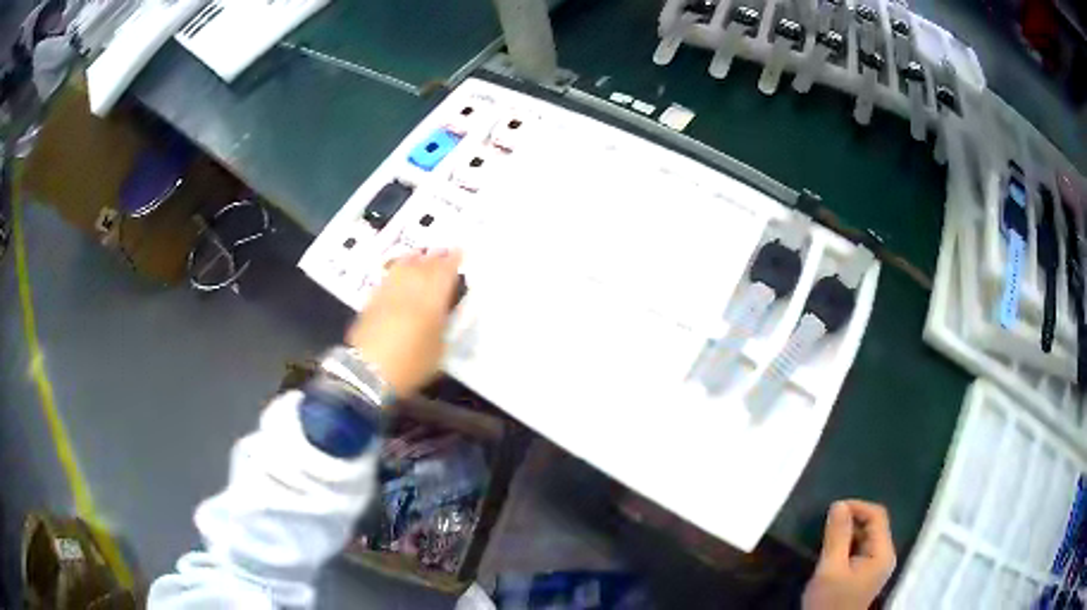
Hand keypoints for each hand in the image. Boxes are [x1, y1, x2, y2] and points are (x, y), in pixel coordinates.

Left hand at [346, 249, 462, 399]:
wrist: (369, 372)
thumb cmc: (411, 365)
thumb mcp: (440, 351)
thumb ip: (445, 327)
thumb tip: (445, 313)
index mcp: (431, 300)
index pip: (445, 272)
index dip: (453, 260)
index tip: (460, 252)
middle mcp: (409, 289)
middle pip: (424, 265)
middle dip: (435, 257)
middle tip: (443, 251)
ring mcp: (388, 292)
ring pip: (403, 267)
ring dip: (414, 258)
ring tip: (420, 255)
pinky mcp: (371, 301)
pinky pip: (387, 278)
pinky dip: (396, 271)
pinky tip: (398, 271)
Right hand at [803, 500, 895, 609]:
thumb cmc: (830, 602)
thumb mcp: (830, 569)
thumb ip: (836, 537)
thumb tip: (838, 505)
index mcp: (882, 553)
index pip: (877, 516)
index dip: (857, 507)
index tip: (832, 510)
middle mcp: (884, 556)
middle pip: (873, 525)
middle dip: (851, 521)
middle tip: (826, 526)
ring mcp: (876, 566)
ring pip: (865, 537)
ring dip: (847, 534)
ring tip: (826, 539)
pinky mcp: (865, 574)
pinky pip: (860, 550)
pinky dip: (846, 546)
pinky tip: (831, 554)